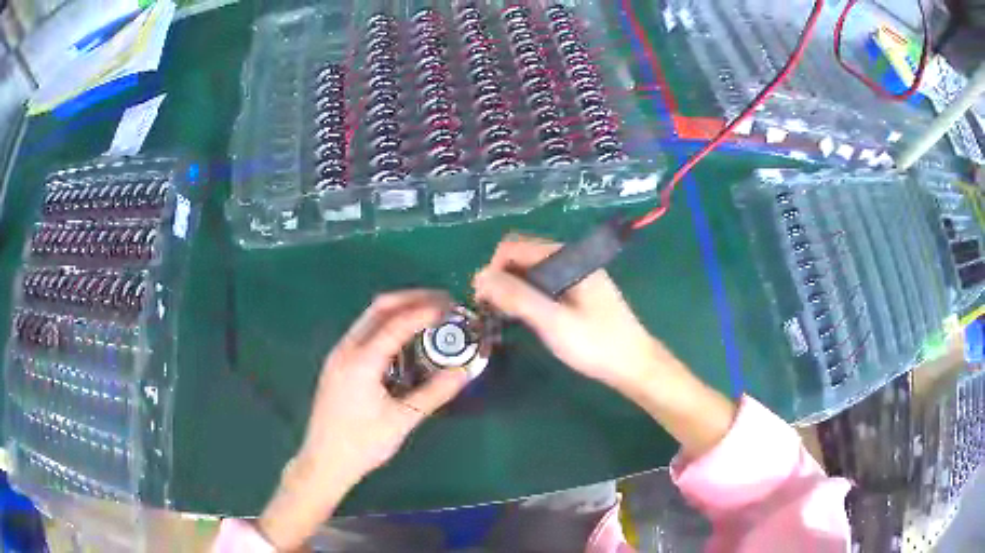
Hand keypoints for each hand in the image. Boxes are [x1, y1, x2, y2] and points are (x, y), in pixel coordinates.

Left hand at [258, 291, 468, 550]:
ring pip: (369, 318)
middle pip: (379, 308)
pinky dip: (387, 325)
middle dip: (412, 299)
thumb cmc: (363, 443)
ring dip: (399, 310)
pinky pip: (364, 332)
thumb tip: (464, 371)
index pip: (397, 323)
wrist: (324, 461)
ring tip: (428, 316)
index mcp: (361, 361)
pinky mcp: (337, 364)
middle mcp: (346, 349)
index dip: (426, 311)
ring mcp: (338, 355)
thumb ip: (434, 393)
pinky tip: (404, 340)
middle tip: (442, 302)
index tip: (451, 307)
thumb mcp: (402, 419)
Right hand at [473, 235, 674, 393]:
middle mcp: (570, 259)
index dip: (493, 269)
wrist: (635, 365)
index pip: (515, 247)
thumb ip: (517, 297)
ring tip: (505, 317)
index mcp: (567, 258)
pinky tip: (525, 317)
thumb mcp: (553, 321)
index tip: (483, 300)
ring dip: (512, 288)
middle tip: (493, 311)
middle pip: (522, 256)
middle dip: (501, 278)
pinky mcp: (577, 291)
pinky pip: (543, 284)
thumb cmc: (595, 344)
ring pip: (531, 271)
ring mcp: (575, 275)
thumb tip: (479, 277)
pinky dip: (527, 295)